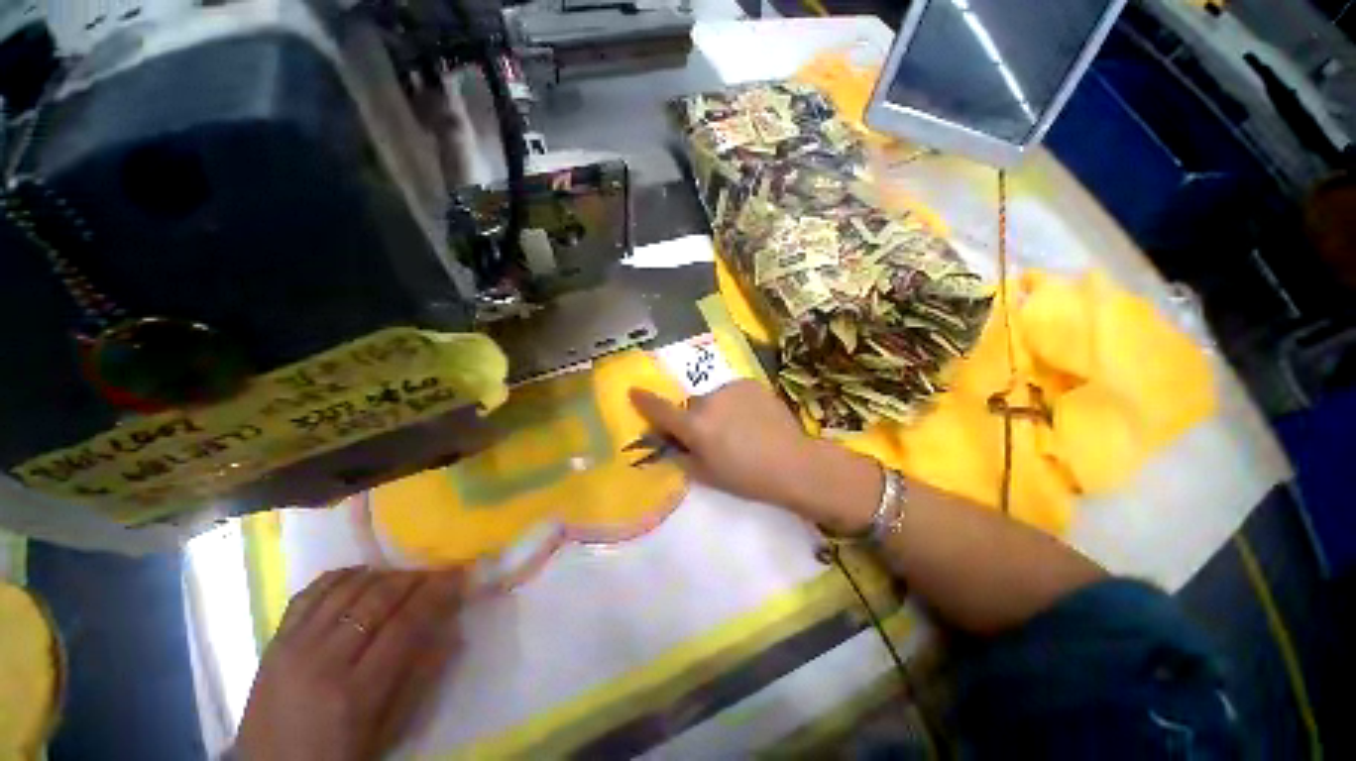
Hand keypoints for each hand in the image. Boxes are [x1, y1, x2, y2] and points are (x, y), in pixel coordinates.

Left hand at [235, 567, 465, 760]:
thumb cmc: (338, 756)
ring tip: (400, 574)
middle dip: (412, 578)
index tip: (457, 575)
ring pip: (344, 590)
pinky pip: (308, 594)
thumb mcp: (385, 731)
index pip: (405, 625)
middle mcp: (324, 661)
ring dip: (379, 574)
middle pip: (376, 600)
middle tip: (434, 570)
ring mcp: (294, 647)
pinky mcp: (274, 641)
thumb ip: (418, 678)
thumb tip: (451, 631)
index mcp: (356, 692)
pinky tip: (357, 575)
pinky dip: (338, 577)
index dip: (436, 594)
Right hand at [630, 380, 880, 531]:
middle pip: (691, 407)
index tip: (634, 391)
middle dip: (696, 419)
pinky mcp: (749, 383)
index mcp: (695, 426)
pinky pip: (732, 393)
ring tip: (740, 429)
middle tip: (715, 437)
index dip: (645, 402)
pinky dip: (736, 403)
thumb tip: (669, 444)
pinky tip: (753, 419)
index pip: (661, 410)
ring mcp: (730, 389)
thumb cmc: (747, 477)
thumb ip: (682, 457)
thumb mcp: (707, 475)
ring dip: (718, 410)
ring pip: (713, 399)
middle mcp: (708, 401)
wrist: (793, 463)